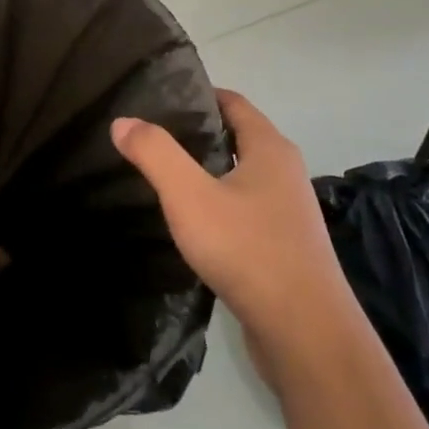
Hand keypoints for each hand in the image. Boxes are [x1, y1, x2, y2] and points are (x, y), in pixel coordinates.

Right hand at [111, 90, 349, 339]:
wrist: (304, 333)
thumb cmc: (248, 250)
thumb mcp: (190, 196)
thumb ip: (155, 154)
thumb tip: (123, 121)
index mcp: (269, 149)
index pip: (233, 103)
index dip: (198, 94)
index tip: (157, 98)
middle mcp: (284, 172)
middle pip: (236, 137)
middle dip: (196, 133)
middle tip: (148, 136)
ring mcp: (287, 211)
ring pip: (239, 176)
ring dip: (205, 171)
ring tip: (161, 175)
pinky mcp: (282, 246)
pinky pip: (243, 209)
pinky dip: (216, 204)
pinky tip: (189, 222)